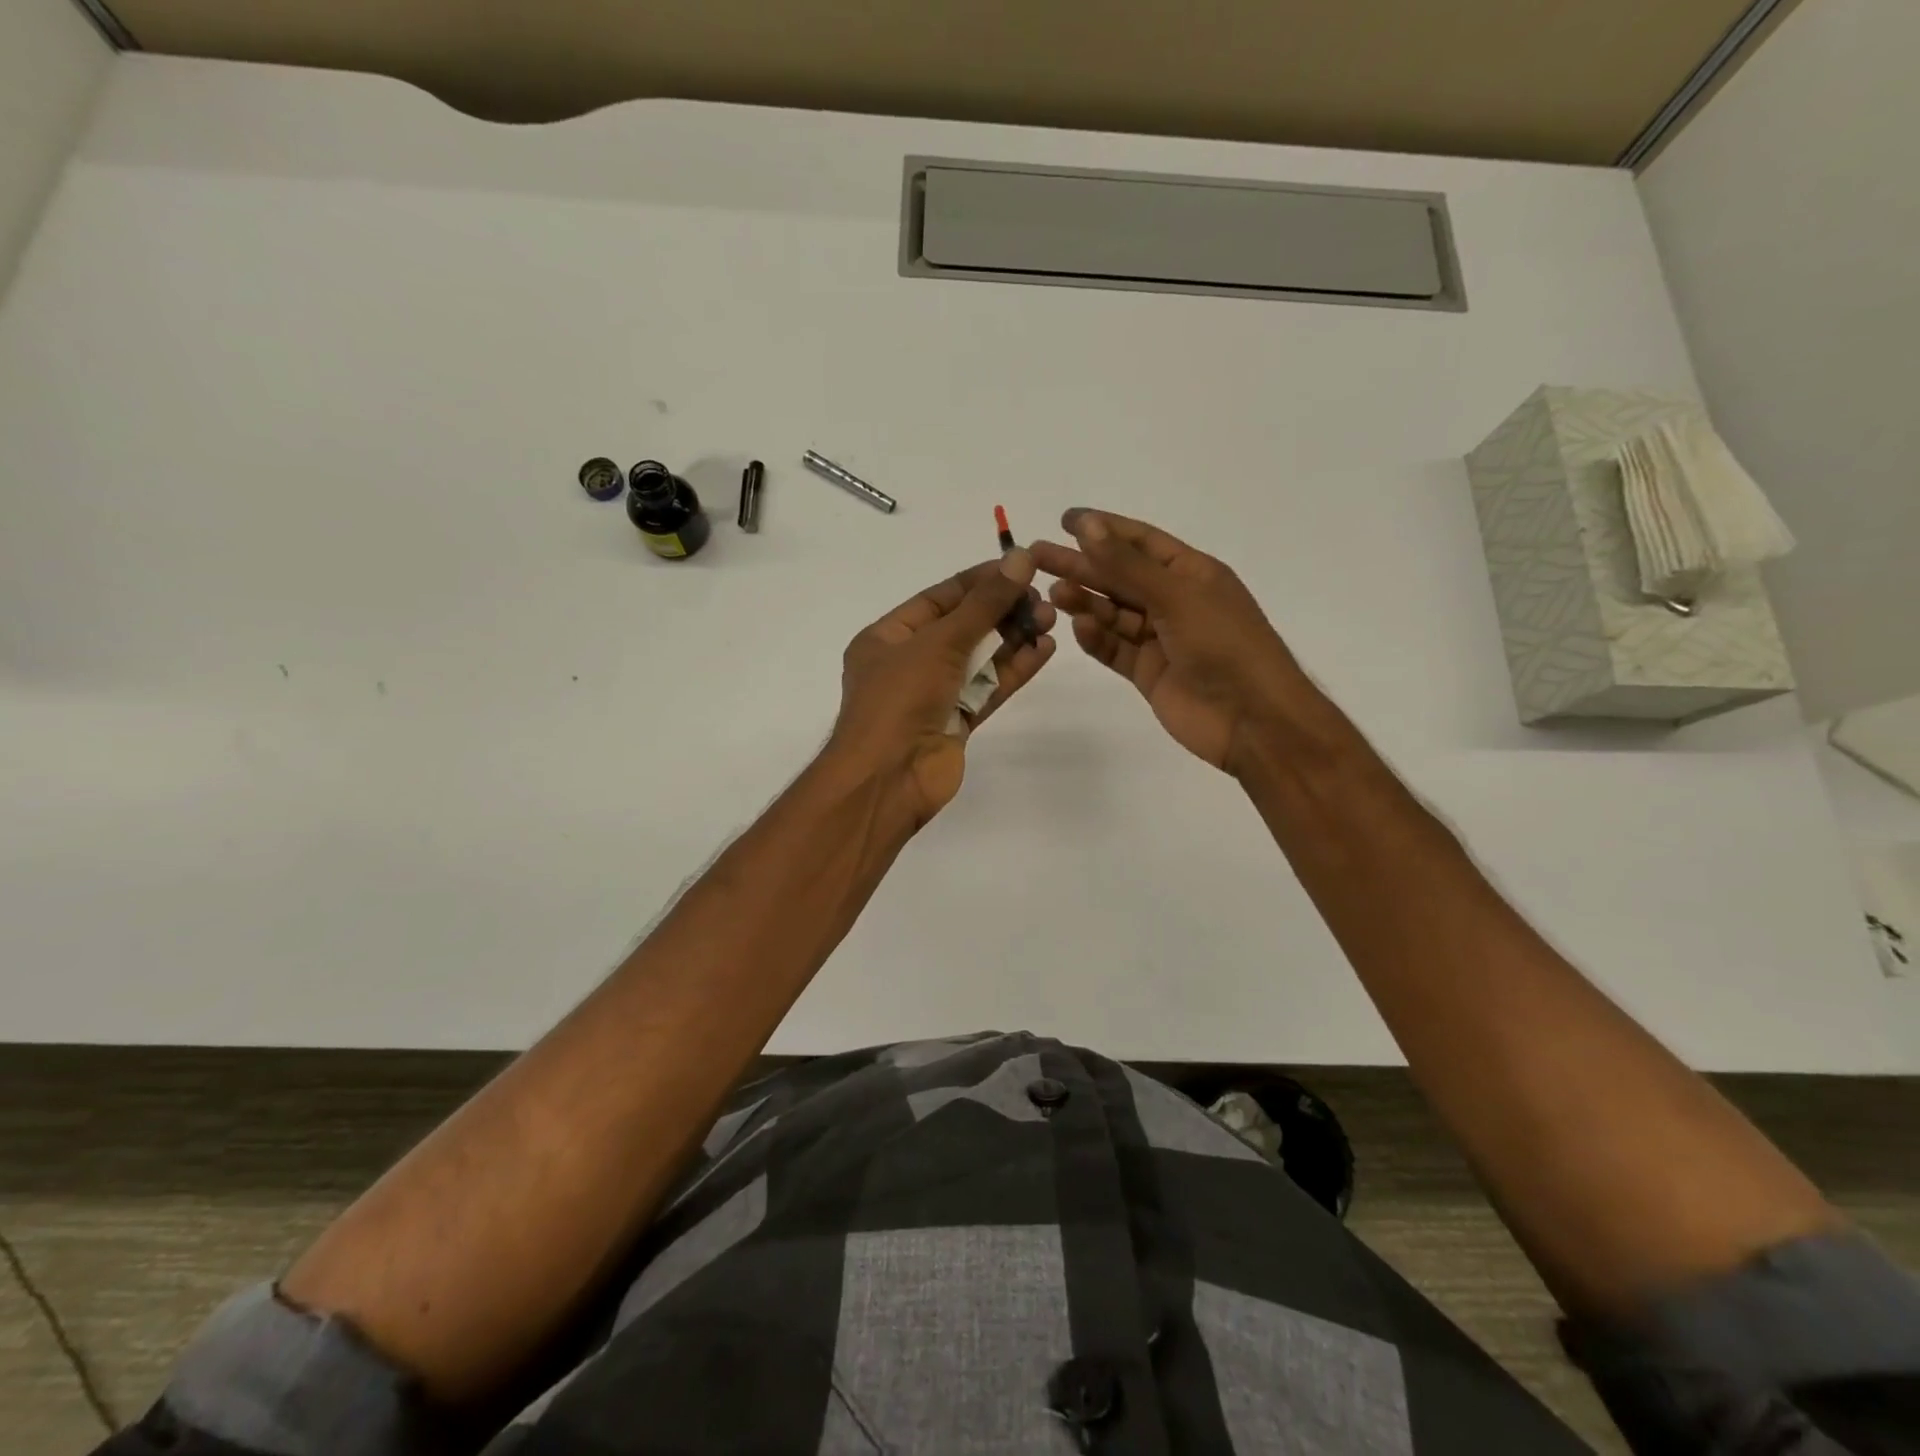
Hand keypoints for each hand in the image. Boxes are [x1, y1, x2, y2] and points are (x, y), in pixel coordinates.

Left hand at [829, 551, 1056, 825]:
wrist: (888, 780)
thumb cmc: (899, 699)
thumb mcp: (939, 642)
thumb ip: (983, 604)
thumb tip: (1020, 559)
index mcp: (887, 637)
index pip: (938, 599)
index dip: (978, 581)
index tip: (1018, 565)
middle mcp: (908, 663)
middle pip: (962, 627)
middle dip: (1001, 610)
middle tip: (1043, 597)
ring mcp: (933, 695)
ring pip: (979, 659)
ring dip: (1013, 638)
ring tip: (1051, 619)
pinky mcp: (956, 723)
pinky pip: (987, 689)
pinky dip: (1013, 670)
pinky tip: (1044, 651)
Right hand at [1033, 510, 1313, 774]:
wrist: (1252, 719)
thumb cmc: (1224, 644)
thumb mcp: (1177, 595)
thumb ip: (1127, 565)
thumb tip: (1087, 526)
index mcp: (1192, 573)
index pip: (1141, 542)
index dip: (1104, 528)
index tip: (1065, 520)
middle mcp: (1174, 601)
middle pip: (1120, 577)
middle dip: (1081, 565)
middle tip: (1037, 556)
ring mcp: (1160, 639)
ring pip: (1113, 614)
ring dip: (1085, 602)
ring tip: (1054, 594)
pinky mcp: (1148, 672)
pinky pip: (1115, 649)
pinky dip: (1097, 639)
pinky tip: (1077, 629)